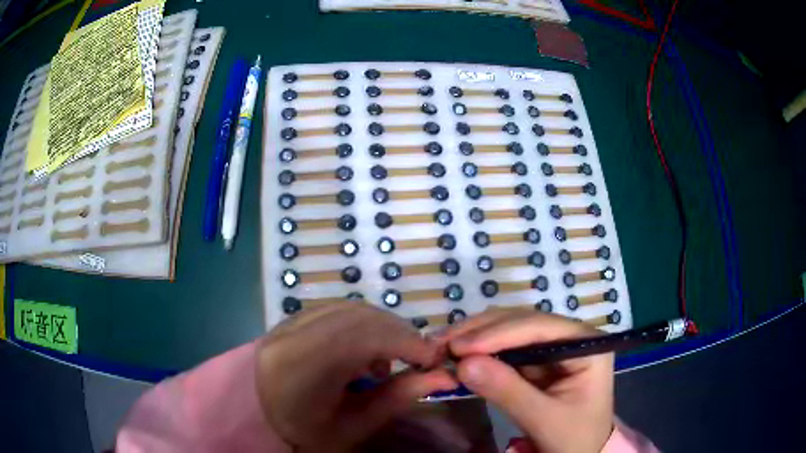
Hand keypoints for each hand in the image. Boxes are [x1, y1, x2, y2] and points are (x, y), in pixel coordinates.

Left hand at [256, 303, 457, 452]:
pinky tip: (361, 351)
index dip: (406, 341)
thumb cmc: (305, 434)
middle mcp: (290, 334)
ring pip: (349, 307)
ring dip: (380, 327)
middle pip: (359, 315)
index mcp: (301, 367)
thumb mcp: (354, 426)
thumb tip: (443, 376)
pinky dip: (360, 324)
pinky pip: (334, 310)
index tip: (434, 358)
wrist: (258, 422)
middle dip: (398, 333)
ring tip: (385, 361)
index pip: (363, 336)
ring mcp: (286, 322)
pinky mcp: (288, 319)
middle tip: (417, 359)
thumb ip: (398, 397)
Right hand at [447, 310, 613, 452]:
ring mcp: (552, 348)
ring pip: (510, 331)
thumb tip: (463, 364)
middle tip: (441, 343)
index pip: (540, 327)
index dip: (499, 333)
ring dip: (476, 337)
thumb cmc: (574, 438)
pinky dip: (480, 352)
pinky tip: (458, 354)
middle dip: (481, 332)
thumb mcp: (544, 420)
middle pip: (523, 323)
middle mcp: (570, 337)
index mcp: (587, 345)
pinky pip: (505, 350)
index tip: (459, 347)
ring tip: (442, 345)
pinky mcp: (537, 362)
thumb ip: (508, 392)